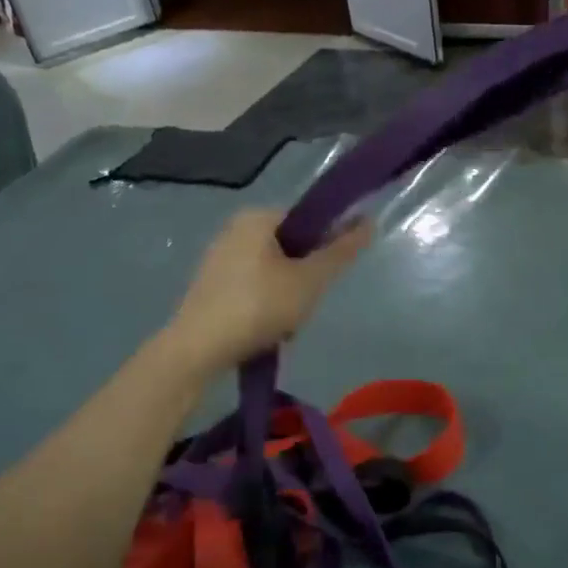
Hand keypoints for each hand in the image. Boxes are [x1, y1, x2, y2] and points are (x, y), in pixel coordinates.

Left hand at [161, 209, 370, 373]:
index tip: (328, 276)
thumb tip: (369, 221)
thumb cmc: (258, 306)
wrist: (198, 350)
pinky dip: (266, 305)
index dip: (326, 246)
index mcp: (257, 217)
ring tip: (286, 324)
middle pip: (291, 247)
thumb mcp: (309, 280)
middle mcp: (235, 229)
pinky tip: (266, 330)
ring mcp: (220, 257)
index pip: (307, 219)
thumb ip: (340, 251)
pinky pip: (253, 287)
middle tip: (305, 304)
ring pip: (274, 271)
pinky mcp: (211, 285)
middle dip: (305, 277)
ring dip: (288, 296)